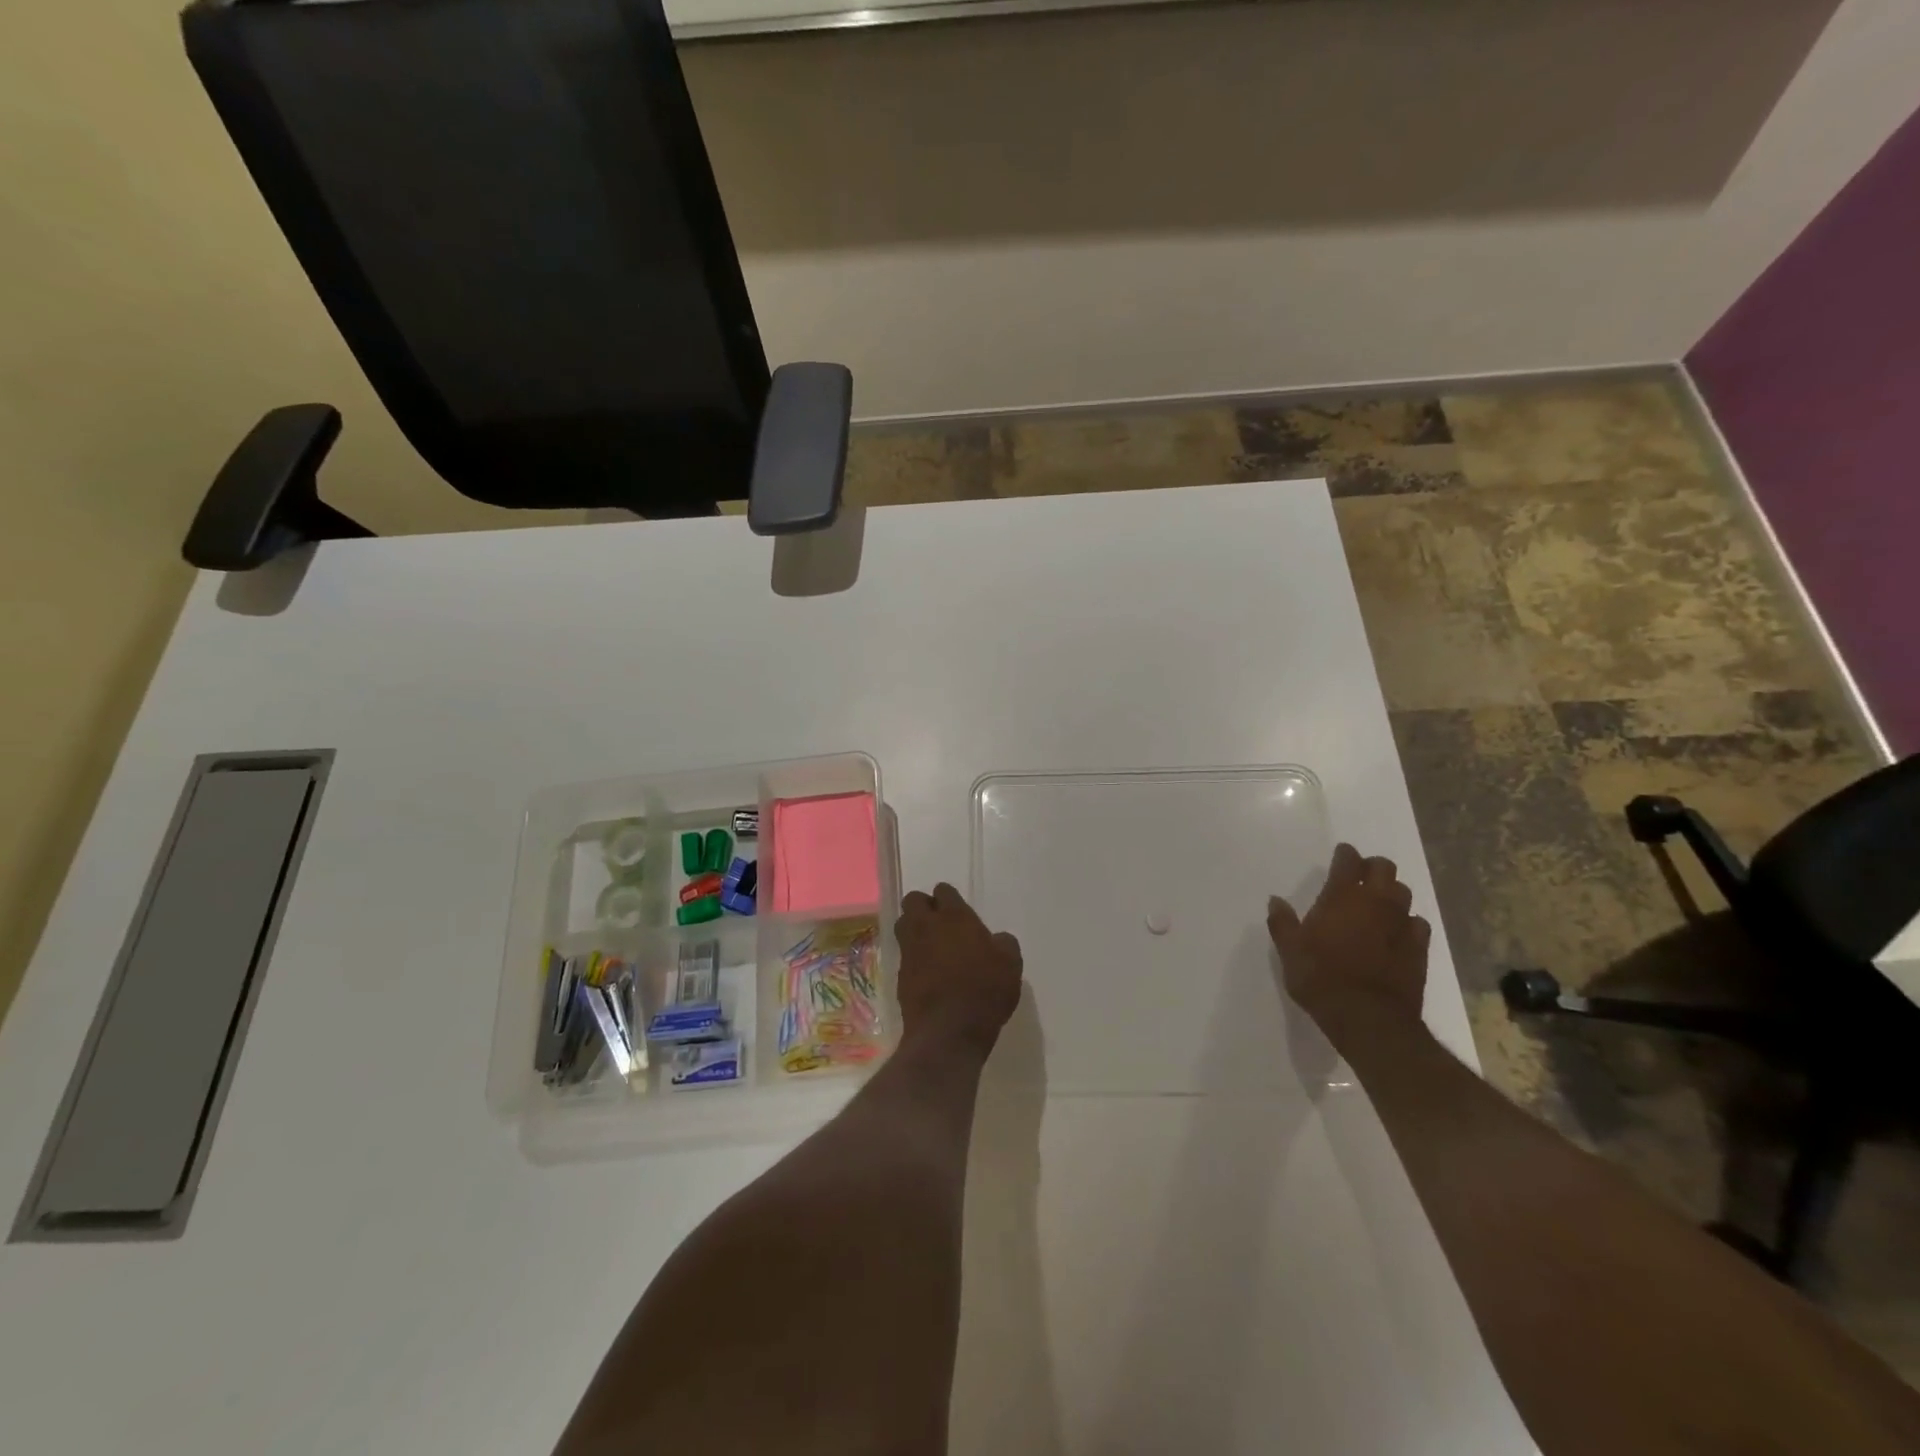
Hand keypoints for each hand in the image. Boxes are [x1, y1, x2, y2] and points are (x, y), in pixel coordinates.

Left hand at [895, 883, 1023, 1054]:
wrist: (949, 1031)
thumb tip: (997, 939)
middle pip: (913, 901)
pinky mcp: (900, 975)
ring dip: (914, 929)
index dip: (949, 898)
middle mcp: (926, 927)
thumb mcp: (1010, 965)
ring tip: (932, 946)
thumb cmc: (985, 991)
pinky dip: (914, 958)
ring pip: (903, 925)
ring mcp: (910, 951)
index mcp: (954, 917)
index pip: (943, 891)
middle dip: (924, 906)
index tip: (959, 911)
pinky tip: (929, 973)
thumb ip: (1004, 944)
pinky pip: (904, 955)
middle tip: (940, 923)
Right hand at [1268, 843, 1430, 1049]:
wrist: (1368, 1017)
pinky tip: (1398, 932)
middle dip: (1373, 867)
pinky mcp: (1419, 948)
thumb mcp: (1290, 950)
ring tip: (1379, 902)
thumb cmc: (1321, 978)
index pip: (1348, 861)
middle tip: (1361, 876)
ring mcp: (1401, 924)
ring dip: (1391, 892)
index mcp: (1342, 897)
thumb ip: (1282, 922)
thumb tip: (1275, 900)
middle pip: (1384, 868)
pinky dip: (1407, 922)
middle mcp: (1375, 902)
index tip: (1342, 854)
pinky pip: (1417, 923)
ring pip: (1404, 893)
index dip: (1345, 854)